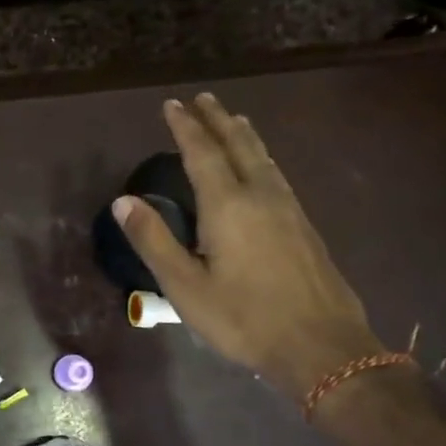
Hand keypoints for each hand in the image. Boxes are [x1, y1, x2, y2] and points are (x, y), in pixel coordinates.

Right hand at [114, 93, 384, 400]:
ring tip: (234, 119)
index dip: (185, 127)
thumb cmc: (243, 318)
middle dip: (217, 120)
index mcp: (228, 205)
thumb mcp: (185, 286)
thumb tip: (123, 201)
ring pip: (263, 158)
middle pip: (238, 146)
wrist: (322, 346)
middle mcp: (260, 196)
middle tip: (203, 99)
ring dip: (243, 135)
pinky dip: (261, 157)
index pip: (202, 153)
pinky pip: (276, 175)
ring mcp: (288, 209)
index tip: (172, 104)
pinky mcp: (304, 226)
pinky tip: (263, 167)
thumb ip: (153, 240)